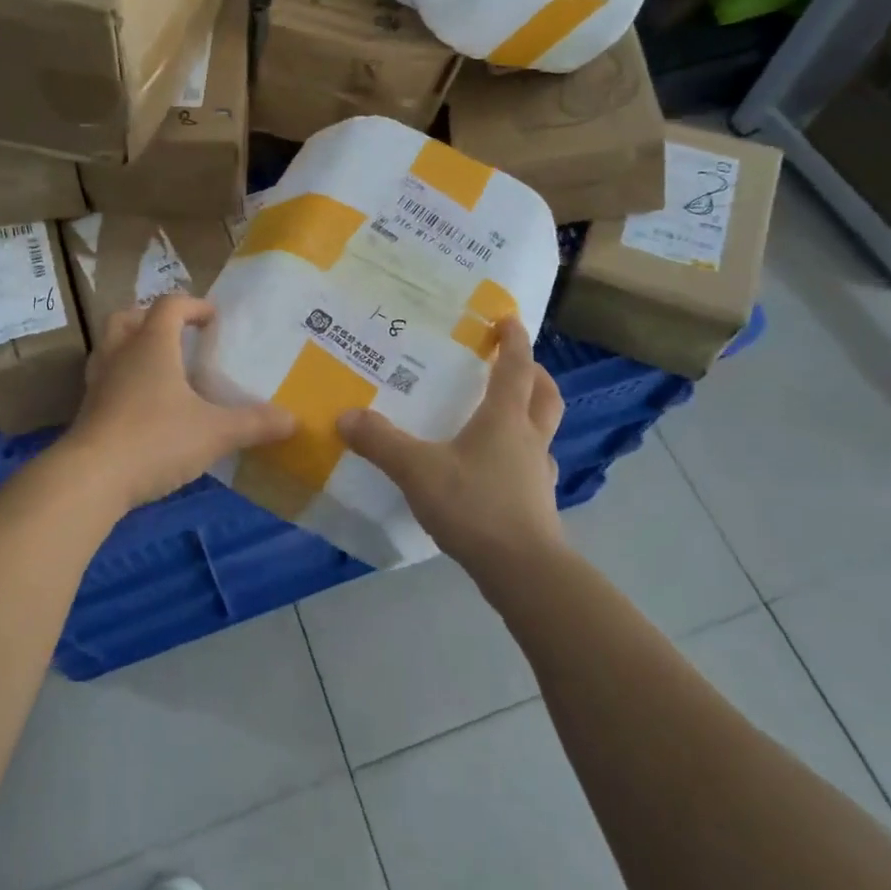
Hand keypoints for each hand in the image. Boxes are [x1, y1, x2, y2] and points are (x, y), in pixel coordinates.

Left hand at [61, 294, 295, 508]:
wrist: (91, 478)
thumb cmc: (156, 439)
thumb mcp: (215, 433)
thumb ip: (254, 423)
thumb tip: (293, 420)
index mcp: (152, 344)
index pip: (169, 305)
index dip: (193, 305)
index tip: (213, 319)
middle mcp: (120, 354)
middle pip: (128, 317)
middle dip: (152, 319)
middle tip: (177, 335)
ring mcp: (98, 382)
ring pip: (110, 347)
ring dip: (132, 347)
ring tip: (159, 368)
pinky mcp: (87, 410)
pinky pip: (105, 380)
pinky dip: (123, 380)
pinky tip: (143, 406)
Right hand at [337, 318, 564, 575]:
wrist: (523, 570)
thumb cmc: (474, 506)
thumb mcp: (418, 470)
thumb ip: (381, 443)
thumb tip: (346, 416)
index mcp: (505, 418)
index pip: (516, 367)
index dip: (514, 340)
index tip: (509, 319)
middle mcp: (529, 439)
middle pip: (544, 395)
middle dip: (535, 373)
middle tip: (517, 363)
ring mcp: (538, 474)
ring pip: (543, 431)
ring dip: (531, 414)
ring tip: (505, 415)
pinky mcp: (538, 504)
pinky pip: (533, 466)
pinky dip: (521, 456)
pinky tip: (497, 470)